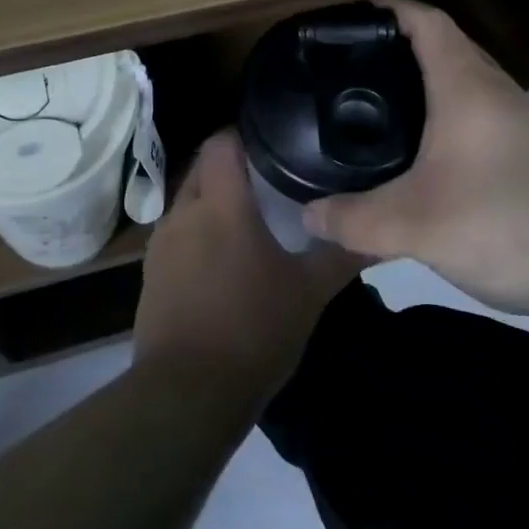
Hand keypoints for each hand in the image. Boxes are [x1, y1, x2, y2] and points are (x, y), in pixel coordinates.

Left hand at [132, 131, 358, 408]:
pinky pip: (176, 237)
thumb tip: (378, 233)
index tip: (273, 142)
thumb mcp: (309, 294)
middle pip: (203, 169)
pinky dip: (198, 236)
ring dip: (213, 204)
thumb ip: (342, 256)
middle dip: (231, 169)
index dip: (243, 134)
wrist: (186, 394)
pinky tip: (223, 263)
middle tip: (270, 182)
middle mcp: (184, 213)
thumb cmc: (253, 330)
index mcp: (220, 204)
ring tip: (250, 222)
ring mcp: (160, 245)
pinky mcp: (150, 275)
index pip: (221, 142)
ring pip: (188, 203)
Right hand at [302, 0, 528, 319]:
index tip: (352, 16)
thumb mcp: (417, 227)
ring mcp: (528, 123)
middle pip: (448, 49)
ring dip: (430, 88)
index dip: (390, 9)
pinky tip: (436, 161)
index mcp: (467, 88)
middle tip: (355, 71)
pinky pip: (486, 118)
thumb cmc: (510, 224)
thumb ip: (354, 221)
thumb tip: (307, 216)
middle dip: (401, 50)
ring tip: (387, 113)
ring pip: (470, 86)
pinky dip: (453, 121)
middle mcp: (501, 93)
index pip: (427, 22)